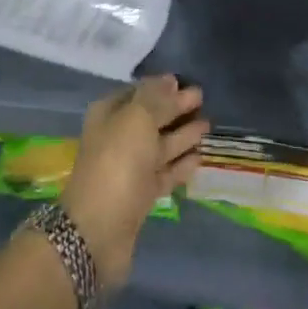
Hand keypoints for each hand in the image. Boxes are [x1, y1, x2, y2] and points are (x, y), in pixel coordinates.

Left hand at [60, 75, 206, 290]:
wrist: (99, 229)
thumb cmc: (118, 162)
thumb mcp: (137, 119)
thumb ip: (156, 98)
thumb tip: (170, 79)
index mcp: (109, 114)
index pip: (138, 92)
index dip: (161, 87)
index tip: (186, 81)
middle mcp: (118, 137)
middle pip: (151, 118)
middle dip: (175, 108)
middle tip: (203, 98)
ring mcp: (129, 168)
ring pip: (160, 145)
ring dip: (182, 135)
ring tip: (208, 124)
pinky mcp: (141, 195)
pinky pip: (165, 172)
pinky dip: (181, 165)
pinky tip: (200, 157)